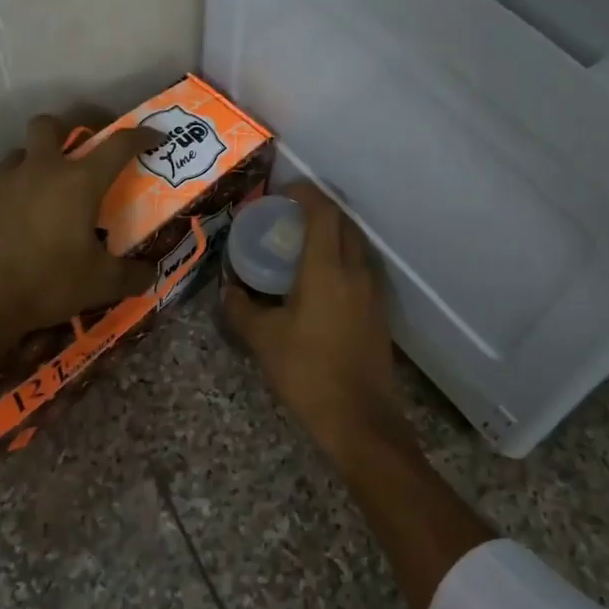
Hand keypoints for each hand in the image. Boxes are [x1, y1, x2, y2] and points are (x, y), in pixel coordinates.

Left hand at [0, 112, 163, 335]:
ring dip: (33, 162)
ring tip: (41, 189)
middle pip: (51, 125)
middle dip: (67, 129)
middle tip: (78, 150)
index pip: (119, 145)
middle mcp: (40, 170)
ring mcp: (1, 181)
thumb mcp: (101, 285)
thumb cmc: (47, 283)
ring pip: (18, 153)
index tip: (154, 136)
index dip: (141, 136)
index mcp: (79, 182)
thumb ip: (132, 275)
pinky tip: (5, 211)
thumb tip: (152, 273)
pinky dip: (1, 191)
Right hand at [222, 181, 396, 442]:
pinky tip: (321, 280)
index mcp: (326, 268)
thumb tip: (229, 289)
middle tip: (289, 216)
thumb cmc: (306, 372)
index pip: (322, 211)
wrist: (359, 417)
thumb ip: (241, 308)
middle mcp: (355, 270)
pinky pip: (361, 267)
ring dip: (333, 233)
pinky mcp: (379, 310)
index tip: (282, 191)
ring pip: (356, 244)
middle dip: (319, 209)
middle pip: (343, 222)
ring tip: (303, 244)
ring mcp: (372, 290)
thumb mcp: (263, 339)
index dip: (305, 192)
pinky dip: (342, 258)